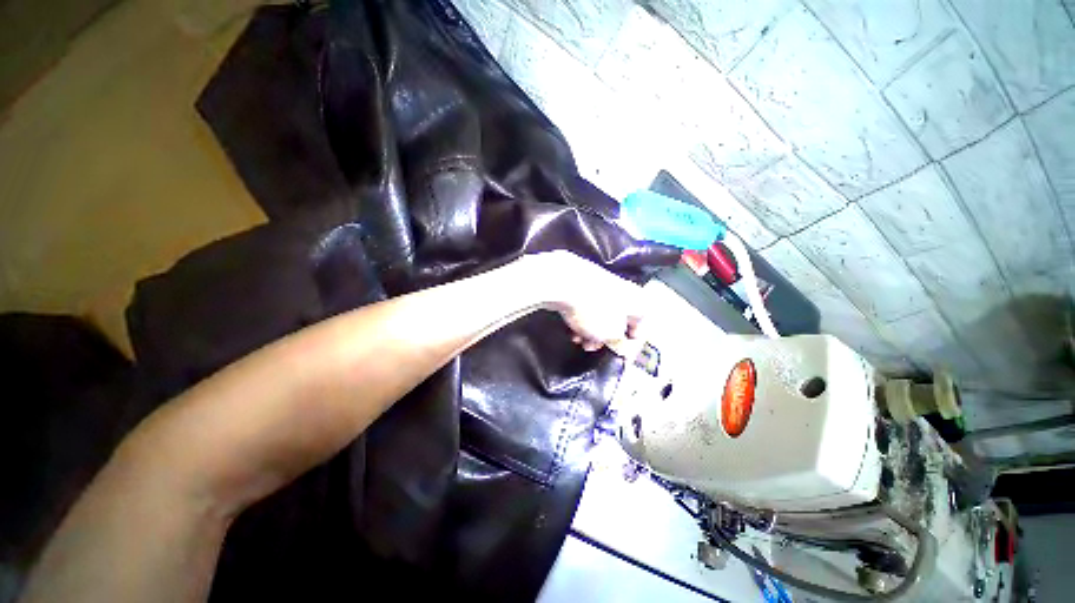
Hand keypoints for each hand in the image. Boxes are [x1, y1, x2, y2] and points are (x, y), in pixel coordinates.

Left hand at [528, 251, 646, 352]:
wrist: (563, 282)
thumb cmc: (594, 310)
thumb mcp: (611, 334)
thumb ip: (618, 342)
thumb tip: (620, 344)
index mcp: (638, 299)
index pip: (643, 323)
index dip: (631, 341)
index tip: (619, 352)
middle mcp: (623, 290)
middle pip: (618, 319)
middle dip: (605, 338)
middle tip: (593, 347)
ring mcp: (601, 285)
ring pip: (600, 314)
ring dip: (590, 331)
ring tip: (579, 340)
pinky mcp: (582, 284)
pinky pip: (586, 306)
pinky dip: (580, 319)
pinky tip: (570, 330)